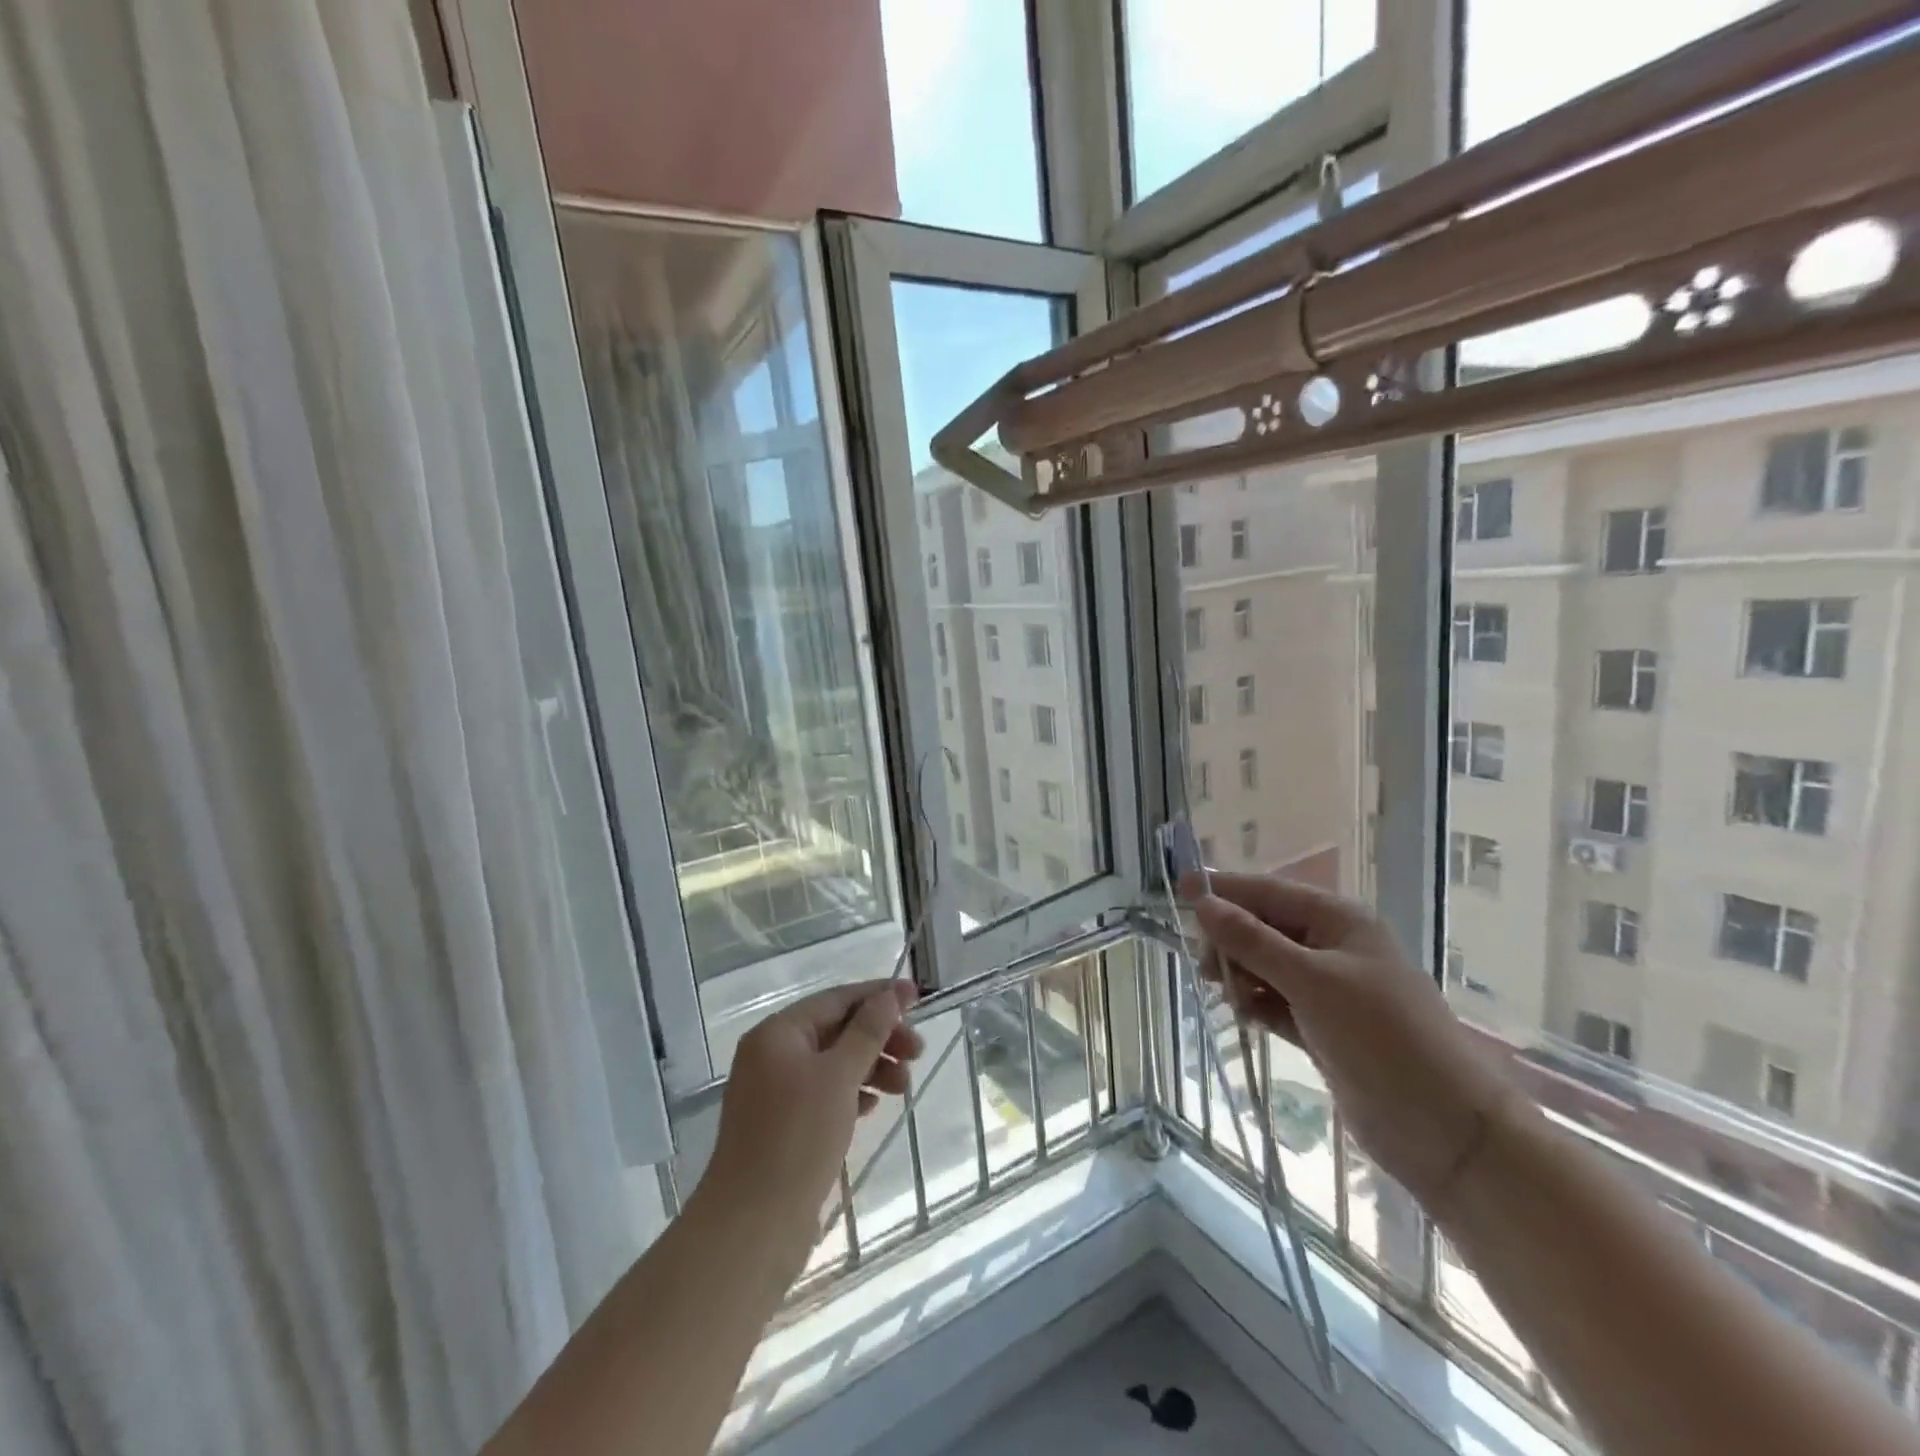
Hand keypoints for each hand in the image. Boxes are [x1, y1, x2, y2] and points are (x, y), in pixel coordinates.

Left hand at [699, 980, 924, 1265]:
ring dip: (871, 1067)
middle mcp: (772, 1055)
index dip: (879, 996)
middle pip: (836, 1030)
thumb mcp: (839, 1076)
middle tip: (918, 1053)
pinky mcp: (782, 1127)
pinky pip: (824, 1094)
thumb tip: (889, 995)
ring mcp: (774, 1093)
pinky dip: (852, 1093)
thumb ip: (867, 1031)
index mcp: (777, 1033)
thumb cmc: (797, 1138)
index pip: (836, 999)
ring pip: (833, 1064)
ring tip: (904, 1087)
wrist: (752, 1226)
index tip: (918, 997)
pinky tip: (874, 1107)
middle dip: (879, 1037)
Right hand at [1183, 871, 1516, 1209]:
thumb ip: (1253, 941)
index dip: (1222, 890)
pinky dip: (1256, 1004)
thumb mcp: (1311, 981)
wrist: (1445, 1129)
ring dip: (1240, 975)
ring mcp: (1329, 987)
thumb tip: (1202, 902)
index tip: (1176, 889)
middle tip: (1206, 969)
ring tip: (1231, 1000)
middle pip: (1262, 926)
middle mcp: (1332, 945)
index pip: (1267, 891)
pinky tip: (1244, 1017)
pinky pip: (1274, 1000)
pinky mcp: (1323, 1025)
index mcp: (1338, 920)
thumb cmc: (1381, 1038)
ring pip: (1265, 964)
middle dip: (1230, 940)